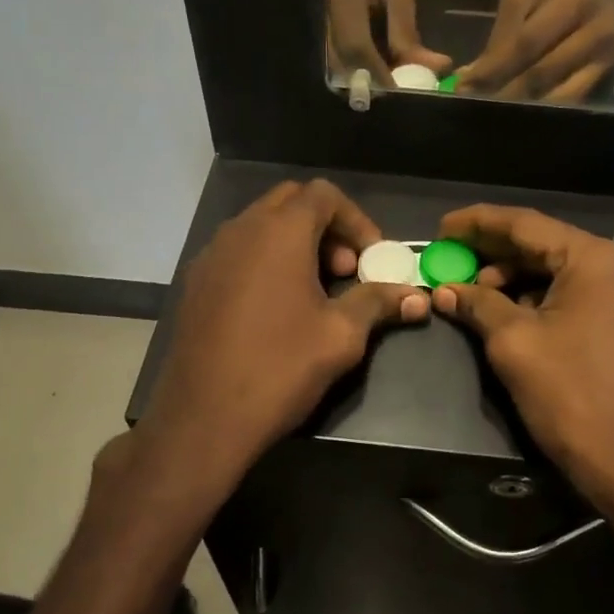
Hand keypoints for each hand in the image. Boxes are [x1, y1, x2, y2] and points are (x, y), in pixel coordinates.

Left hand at [133, 180, 429, 508]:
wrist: (202, 419)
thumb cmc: (280, 367)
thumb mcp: (341, 335)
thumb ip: (378, 302)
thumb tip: (419, 296)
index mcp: (279, 232)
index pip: (324, 194)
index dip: (356, 220)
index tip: (371, 259)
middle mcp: (240, 230)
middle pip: (290, 202)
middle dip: (326, 228)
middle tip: (345, 270)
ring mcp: (211, 256)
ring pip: (261, 226)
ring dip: (295, 244)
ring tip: (315, 292)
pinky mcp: (195, 284)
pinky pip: (238, 252)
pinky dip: (266, 261)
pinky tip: (277, 308)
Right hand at [430, 206, 613, 510]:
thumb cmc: (569, 393)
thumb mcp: (513, 342)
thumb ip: (477, 304)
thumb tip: (444, 289)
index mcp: (593, 259)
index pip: (526, 225)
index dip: (478, 223)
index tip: (441, 228)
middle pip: (542, 244)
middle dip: (492, 252)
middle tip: (449, 257)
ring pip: (554, 270)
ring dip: (511, 278)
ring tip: (469, 292)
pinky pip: (570, 293)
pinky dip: (534, 297)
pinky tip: (501, 309)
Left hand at [455, 0, 613, 101]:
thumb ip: (500, 35)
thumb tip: (472, 75)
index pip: (528, 42)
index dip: (496, 69)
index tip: (467, 88)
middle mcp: (598, 27)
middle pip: (544, 72)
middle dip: (506, 93)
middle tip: (477, 109)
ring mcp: (608, 51)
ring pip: (561, 93)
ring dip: (525, 107)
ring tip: (497, 116)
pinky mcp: (609, 67)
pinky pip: (575, 97)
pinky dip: (546, 107)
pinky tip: (525, 113)